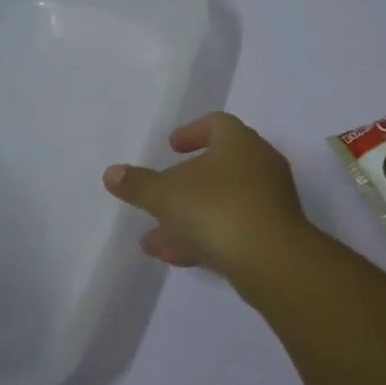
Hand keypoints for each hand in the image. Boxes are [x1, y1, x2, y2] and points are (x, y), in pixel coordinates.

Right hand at [102, 112, 318, 287]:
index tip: (172, 147)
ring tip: (153, 238)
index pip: (217, 124)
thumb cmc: (217, 209)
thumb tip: (112, 173)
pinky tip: (174, 256)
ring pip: (222, 202)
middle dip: (184, 183)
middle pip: (218, 166)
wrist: (273, 260)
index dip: (192, 132)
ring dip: (188, 217)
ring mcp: (270, 201)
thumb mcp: (166, 195)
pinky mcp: (274, 235)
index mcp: (239, 142)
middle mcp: (259, 165)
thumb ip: (138, 184)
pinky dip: (205, 237)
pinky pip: (233, 228)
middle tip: (159, 194)